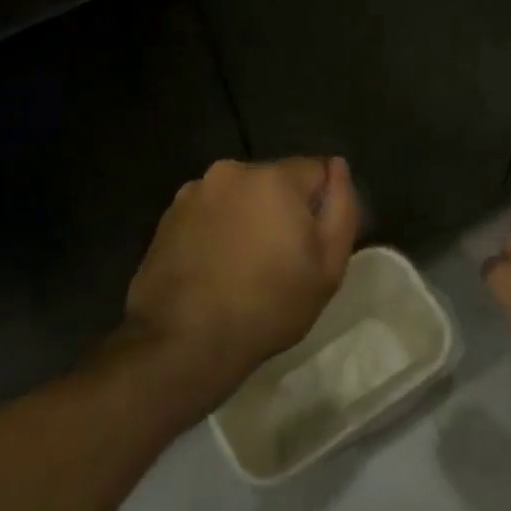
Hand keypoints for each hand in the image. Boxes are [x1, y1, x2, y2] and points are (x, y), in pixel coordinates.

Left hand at [124, 156, 360, 408]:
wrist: (183, 342)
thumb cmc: (269, 305)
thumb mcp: (329, 266)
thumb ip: (342, 208)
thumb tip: (338, 167)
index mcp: (275, 177)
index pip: (317, 171)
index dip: (321, 206)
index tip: (312, 244)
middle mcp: (232, 171)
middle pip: (275, 181)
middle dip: (283, 209)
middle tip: (281, 259)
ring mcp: (194, 192)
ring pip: (240, 196)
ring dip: (248, 218)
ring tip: (243, 267)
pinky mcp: (167, 216)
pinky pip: (210, 212)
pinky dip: (217, 230)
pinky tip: (215, 268)